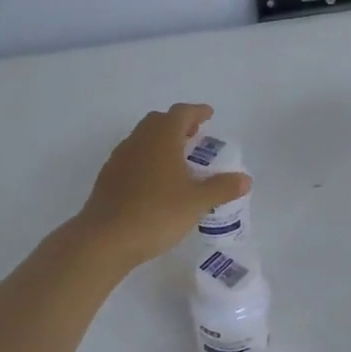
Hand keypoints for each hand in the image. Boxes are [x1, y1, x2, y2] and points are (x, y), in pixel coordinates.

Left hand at [76, 104, 250, 268]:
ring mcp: (119, 159)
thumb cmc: (157, 213)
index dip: (197, 111)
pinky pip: (132, 157)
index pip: (181, 113)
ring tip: (178, 159)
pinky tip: (156, 182)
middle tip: (195, 136)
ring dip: (161, 141)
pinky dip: (148, 159)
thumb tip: (245, 179)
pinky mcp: (108, 178)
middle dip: (178, 124)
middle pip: (158, 121)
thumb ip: (222, 188)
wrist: (105, 239)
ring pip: (143, 138)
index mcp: (162, 138)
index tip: (209, 115)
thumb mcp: (197, 202)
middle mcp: (138, 141)